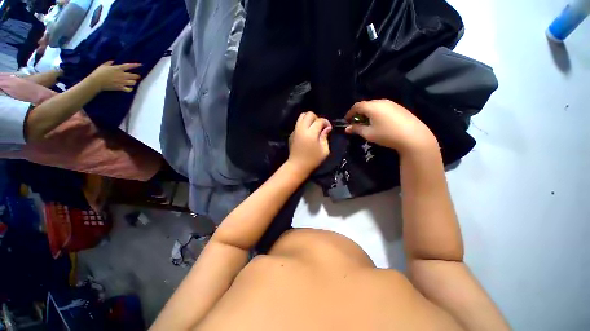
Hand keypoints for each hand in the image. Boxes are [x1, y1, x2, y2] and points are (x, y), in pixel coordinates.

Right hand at [89, 61, 141, 92]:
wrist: (97, 82)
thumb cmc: (99, 72)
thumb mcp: (104, 65)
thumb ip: (109, 63)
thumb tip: (113, 60)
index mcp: (118, 69)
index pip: (129, 66)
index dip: (135, 65)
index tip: (140, 65)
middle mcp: (122, 75)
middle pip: (134, 76)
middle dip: (137, 76)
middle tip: (137, 76)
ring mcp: (122, 82)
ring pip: (133, 82)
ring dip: (133, 82)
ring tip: (132, 81)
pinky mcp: (121, 87)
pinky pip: (129, 89)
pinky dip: (130, 89)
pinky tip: (129, 88)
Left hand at [287, 112, 331, 175]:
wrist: (297, 166)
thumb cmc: (312, 160)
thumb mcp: (324, 151)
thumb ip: (325, 137)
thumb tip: (327, 128)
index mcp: (311, 133)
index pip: (320, 120)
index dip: (326, 122)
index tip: (329, 128)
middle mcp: (301, 129)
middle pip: (309, 114)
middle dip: (317, 118)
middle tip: (320, 127)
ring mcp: (295, 131)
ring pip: (301, 116)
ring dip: (309, 119)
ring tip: (313, 128)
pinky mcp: (291, 134)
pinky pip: (298, 124)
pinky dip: (303, 124)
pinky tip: (306, 133)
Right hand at [345, 99, 437, 153]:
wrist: (413, 136)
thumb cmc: (386, 135)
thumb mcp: (368, 134)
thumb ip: (356, 129)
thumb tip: (347, 128)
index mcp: (372, 106)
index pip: (357, 106)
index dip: (350, 113)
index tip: (347, 121)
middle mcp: (381, 101)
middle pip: (366, 104)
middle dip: (359, 113)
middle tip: (356, 122)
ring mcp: (392, 103)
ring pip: (375, 105)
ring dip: (368, 113)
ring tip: (367, 123)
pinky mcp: (399, 107)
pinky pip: (383, 107)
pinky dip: (377, 113)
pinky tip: (379, 122)